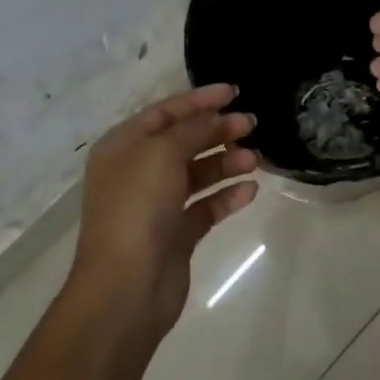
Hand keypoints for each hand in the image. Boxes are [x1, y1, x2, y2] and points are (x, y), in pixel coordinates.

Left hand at [70, 84, 258, 338]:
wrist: (125, 288)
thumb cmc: (137, 208)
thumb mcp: (162, 154)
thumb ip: (192, 129)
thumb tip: (217, 117)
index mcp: (123, 147)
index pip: (165, 112)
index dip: (199, 100)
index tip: (234, 92)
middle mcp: (137, 172)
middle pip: (183, 141)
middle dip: (217, 130)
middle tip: (253, 125)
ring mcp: (156, 205)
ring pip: (197, 174)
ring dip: (226, 162)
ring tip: (256, 159)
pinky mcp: (175, 235)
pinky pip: (205, 207)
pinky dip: (226, 196)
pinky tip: (250, 190)